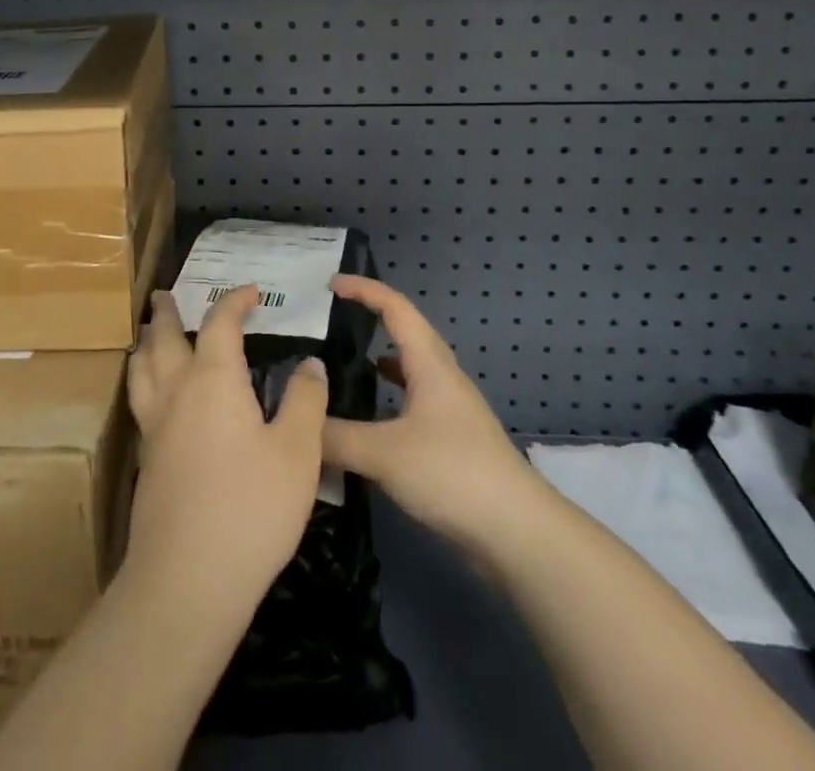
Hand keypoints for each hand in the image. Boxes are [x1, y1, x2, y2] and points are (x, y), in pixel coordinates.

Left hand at [123, 286, 328, 616]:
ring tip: (148, 333)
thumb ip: (305, 401)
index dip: (235, 300)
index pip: (220, 322)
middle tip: (163, 294)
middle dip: (167, 312)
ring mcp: (154, 426)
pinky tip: (153, 395)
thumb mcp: (298, 452)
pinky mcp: (145, 459)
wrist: (187, 580)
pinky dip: (142, 378)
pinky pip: (139, 399)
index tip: (251, 292)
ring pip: (140, 368)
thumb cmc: (251, 508)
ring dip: (146, 342)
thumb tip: (310, 363)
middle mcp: (177, 391)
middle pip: (163, 337)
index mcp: (214, 379)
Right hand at [322, 275, 543, 554]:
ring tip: (340, 367)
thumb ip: (335, 437)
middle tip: (328, 322)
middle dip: (367, 319)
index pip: (394, 307)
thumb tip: (297, 421)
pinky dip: (385, 399)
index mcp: (429, 363)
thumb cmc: (453, 473)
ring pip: (407, 369)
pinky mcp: (450, 440)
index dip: (363, 289)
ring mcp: (448, 409)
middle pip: (402, 332)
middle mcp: (440, 376)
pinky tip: (367, 419)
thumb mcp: (385, 453)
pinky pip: (410, 402)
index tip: (329, 283)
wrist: (517, 532)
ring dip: (376, 360)